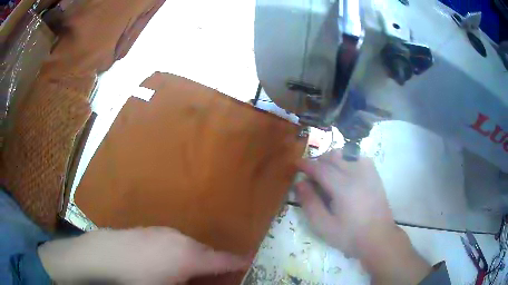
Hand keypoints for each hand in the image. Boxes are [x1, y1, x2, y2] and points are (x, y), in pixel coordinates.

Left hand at [38, 227, 249, 283]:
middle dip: (215, 265)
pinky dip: (178, 253)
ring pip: (188, 246)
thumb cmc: (137, 279)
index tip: (249, 262)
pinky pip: (172, 242)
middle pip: (207, 253)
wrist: (100, 255)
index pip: (224, 259)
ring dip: (195, 259)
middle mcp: (179, 239)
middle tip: (217, 277)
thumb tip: (206, 282)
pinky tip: (165, 263)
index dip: (239, 262)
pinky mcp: (148, 231)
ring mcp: (162, 232)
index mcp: (189, 255)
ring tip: (192, 272)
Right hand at [296, 149, 430, 283]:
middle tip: (310, 172)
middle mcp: (357, 174)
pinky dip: (347, 160)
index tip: (297, 163)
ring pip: (346, 154)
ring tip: (326, 171)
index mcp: (343, 187)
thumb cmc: (350, 236)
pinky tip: (345, 172)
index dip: (307, 165)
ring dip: (333, 158)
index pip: (321, 168)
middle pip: (333, 157)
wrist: (378, 238)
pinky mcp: (375, 175)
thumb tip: (300, 183)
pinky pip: (359, 158)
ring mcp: (368, 173)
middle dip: (318, 160)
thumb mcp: (324, 226)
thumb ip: (310, 203)